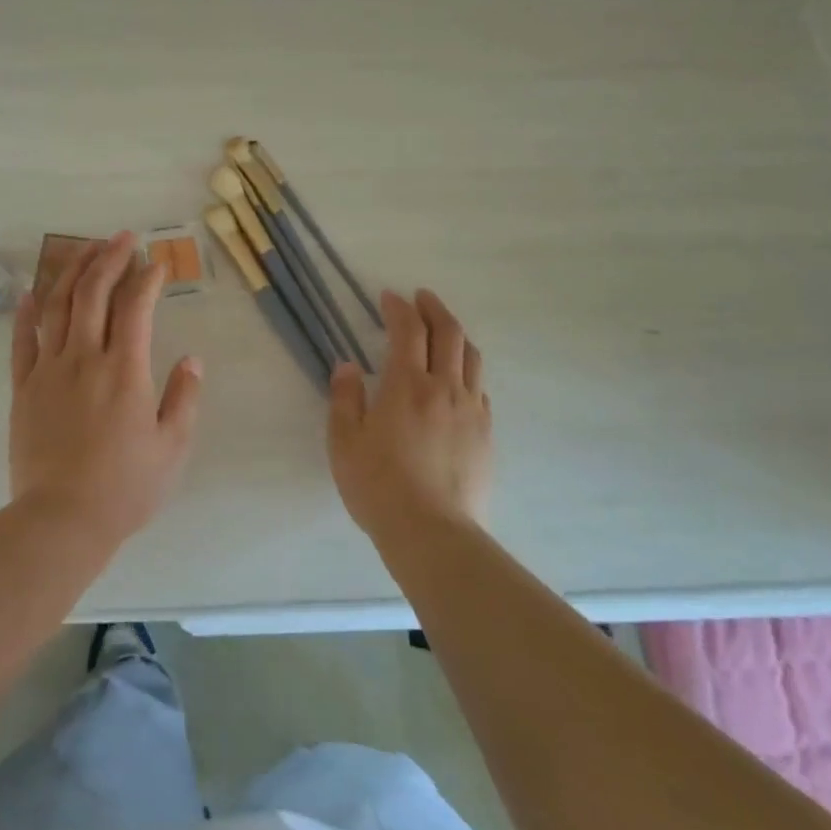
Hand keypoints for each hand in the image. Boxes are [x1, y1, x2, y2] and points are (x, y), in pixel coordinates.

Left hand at [9, 231, 202, 541]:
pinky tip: (31, 292)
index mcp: (126, 371)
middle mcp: (85, 359)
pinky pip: (22, 341)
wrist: (61, 520)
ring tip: (85, 250)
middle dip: (109, 258)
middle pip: (93, 293)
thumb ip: (184, 398)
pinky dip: (26, 313)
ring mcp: (49, 370)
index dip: (148, 278)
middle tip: (121, 238)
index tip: (157, 263)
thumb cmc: (125, 488)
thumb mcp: (172, 448)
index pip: (136, 307)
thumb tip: (192, 359)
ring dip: (72, 273)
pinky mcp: (23, 388)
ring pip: (58, 307)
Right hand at [328, 289, 491, 542]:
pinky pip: (480, 389)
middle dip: (434, 308)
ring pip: (472, 357)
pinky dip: (467, 371)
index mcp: (407, 385)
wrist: (433, 532)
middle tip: (421, 298)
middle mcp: (445, 388)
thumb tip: (348, 366)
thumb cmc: (378, 486)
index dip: (399, 308)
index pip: (408, 331)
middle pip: (449, 333)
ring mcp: (472, 410)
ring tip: (444, 331)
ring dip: (457, 335)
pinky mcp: (486, 434)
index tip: (388, 297)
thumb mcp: (344, 442)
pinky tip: (457, 381)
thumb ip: (344, 399)